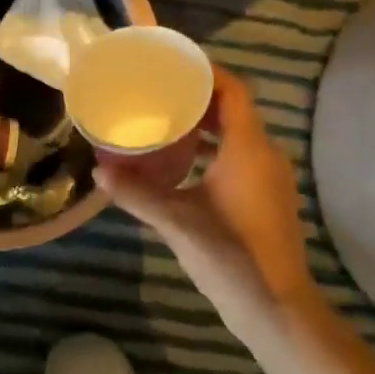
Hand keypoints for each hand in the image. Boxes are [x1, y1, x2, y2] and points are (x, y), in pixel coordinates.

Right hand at [96, 68, 317, 316]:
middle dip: (198, 99)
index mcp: (248, 148)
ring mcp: (271, 178)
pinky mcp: (268, 199)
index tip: (173, 66)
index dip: (207, 72)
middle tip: (159, 94)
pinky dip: (215, 151)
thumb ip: (137, 194)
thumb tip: (98, 171)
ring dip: (206, 127)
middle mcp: (265, 154)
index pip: (233, 90)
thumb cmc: (230, 255)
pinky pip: (242, 158)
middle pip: (235, 110)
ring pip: (238, 136)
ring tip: (166, 124)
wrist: (276, 307)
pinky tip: (185, 166)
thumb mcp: (176, 221)